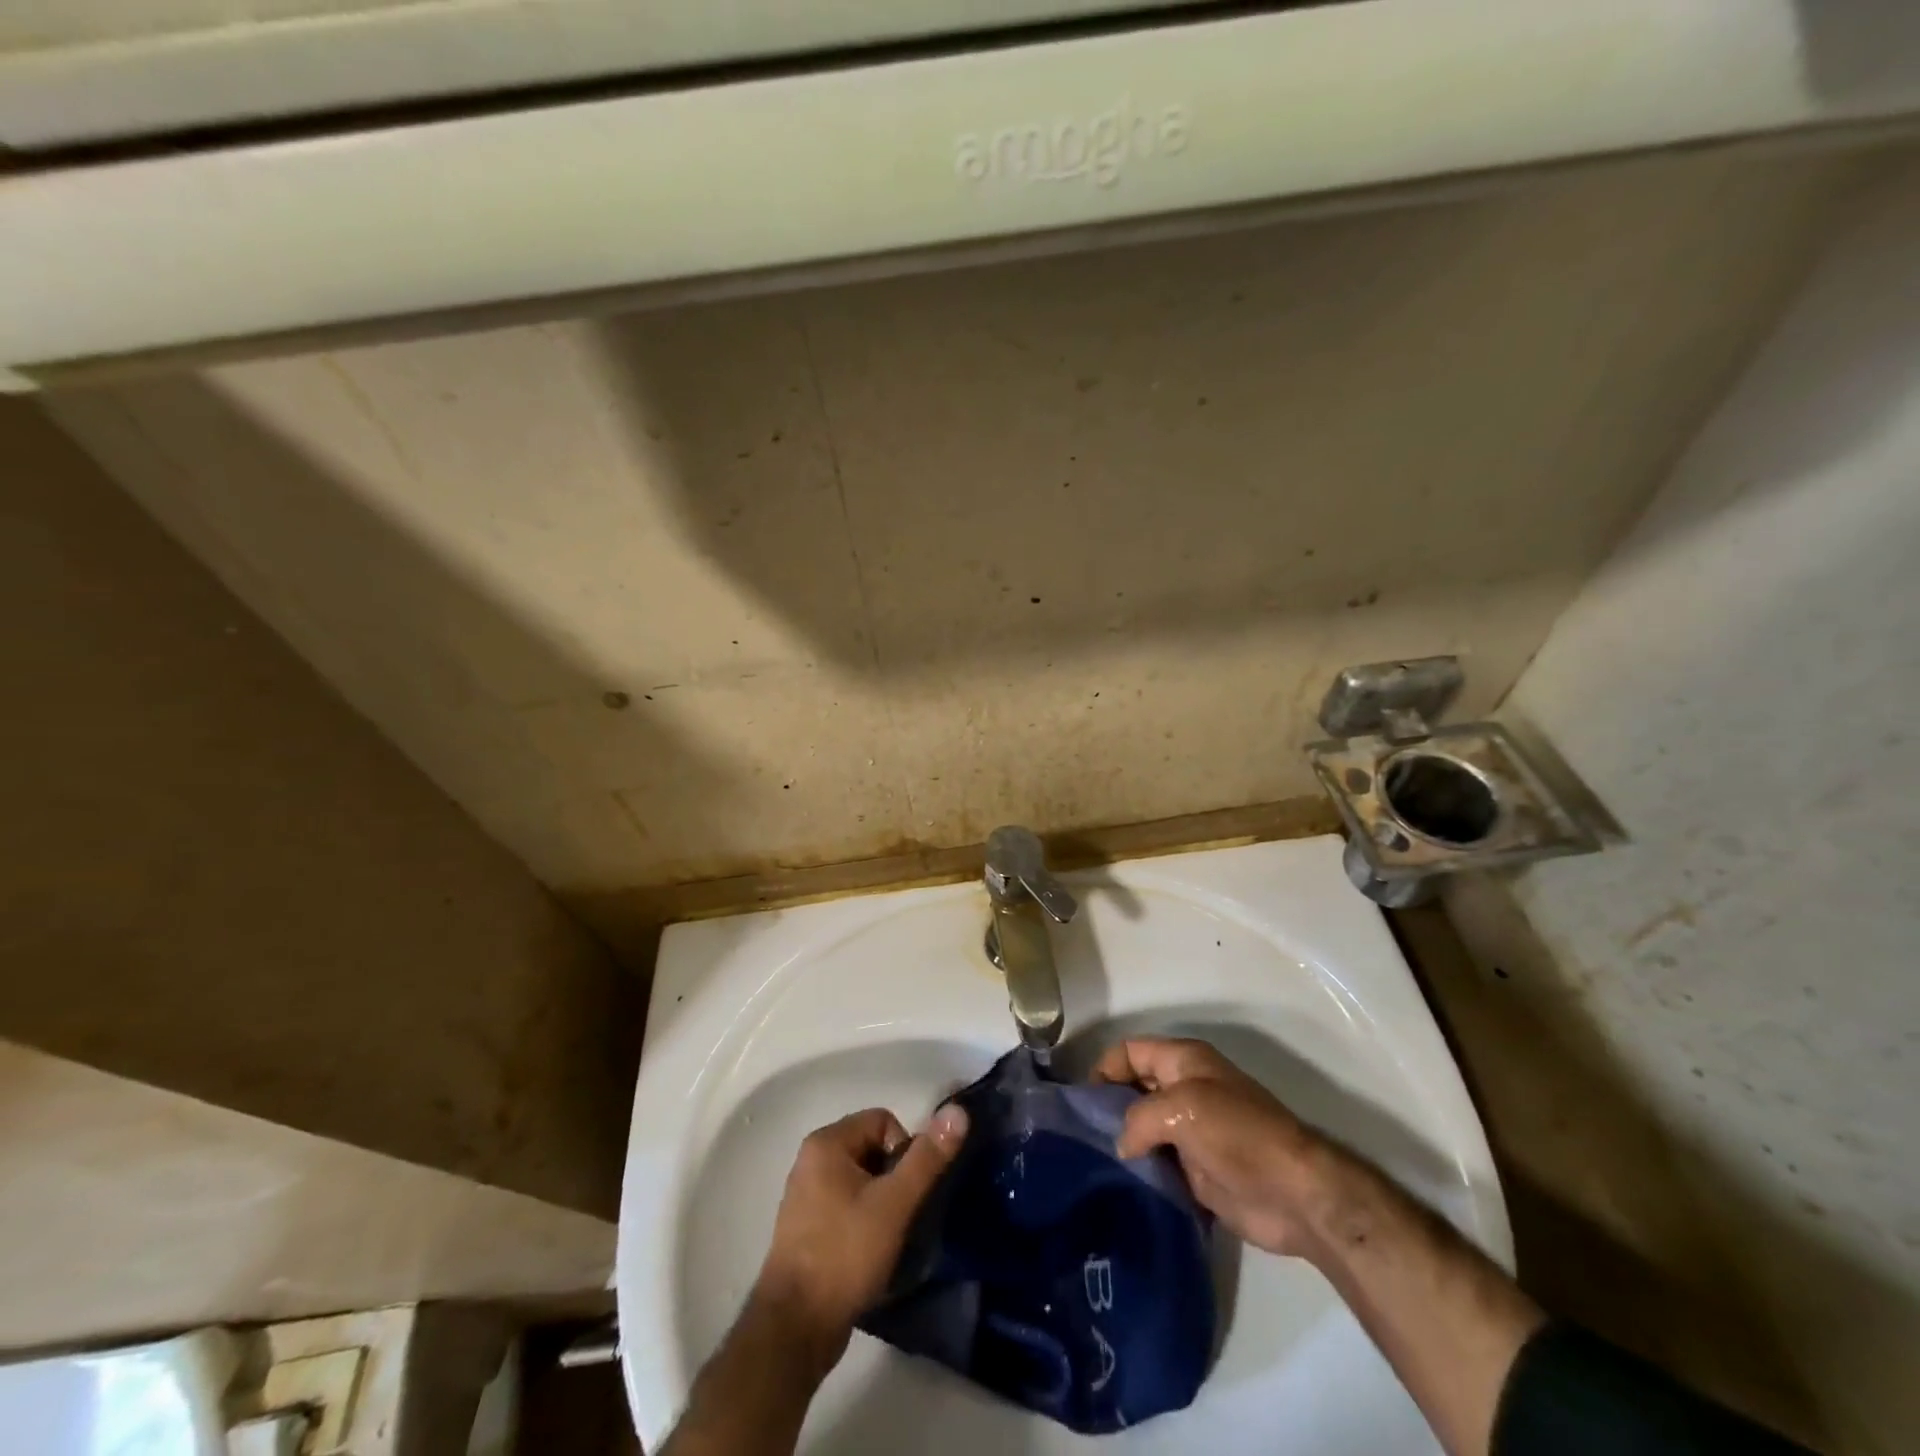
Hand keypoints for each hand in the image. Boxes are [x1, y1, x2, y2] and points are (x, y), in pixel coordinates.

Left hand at [753, 1104, 968, 1371]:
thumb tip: (958, 1112)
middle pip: (872, 1150)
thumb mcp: (894, 1204)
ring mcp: (806, 1197)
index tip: (908, 1192)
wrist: (794, 1329)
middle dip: (894, 1179)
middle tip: (903, 1216)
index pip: (883, 1121)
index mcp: (826, 1143)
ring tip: (890, 1238)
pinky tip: (871, 1255)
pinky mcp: (807, 1230)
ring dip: (882, 1203)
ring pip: (861, 1181)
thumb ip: (927, 1158)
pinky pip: (847, 1207)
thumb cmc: (845, 1254)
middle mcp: (811, 1161)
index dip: (905, 1150)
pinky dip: (864, 1222)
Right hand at [1092, 1037, 1335, 1257]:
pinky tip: (1122, 1185)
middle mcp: (1184, 1090)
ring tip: (1094, 1163)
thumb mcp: (1181, 1109)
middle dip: (1109, 1107)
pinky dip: (1142, 1171)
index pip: (1130, 1051)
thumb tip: (1122, 1144)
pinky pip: (1158, 1164)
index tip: (1082, 1102)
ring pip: (1144, 1129)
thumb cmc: (1237, 1133)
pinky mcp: (1197, 1171)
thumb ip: (1139, 1118)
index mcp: (1183, 1061)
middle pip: (1134, 1089)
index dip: (1104, 1068)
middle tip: (1082, 1135)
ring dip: (1124, 1143)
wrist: (1293, 1194)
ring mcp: (1191, 1131)